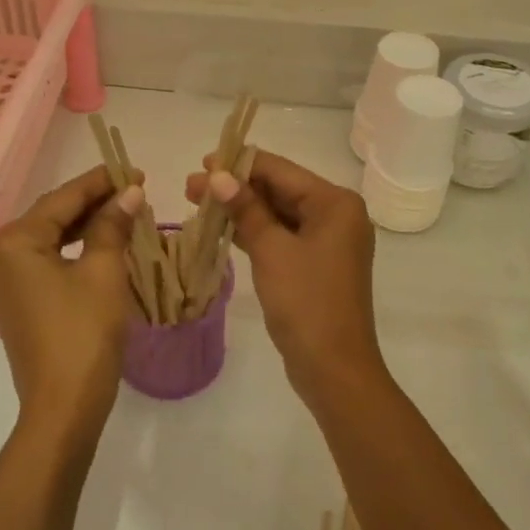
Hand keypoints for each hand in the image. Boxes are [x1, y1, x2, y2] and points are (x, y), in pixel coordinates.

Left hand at [0, 166, 143, 449]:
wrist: (63, 406)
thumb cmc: (84, 333)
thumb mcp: (105, 272)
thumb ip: (113, 225)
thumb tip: (130, 192)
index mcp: (15, 242)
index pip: (62, 199)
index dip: (100, 182)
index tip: (134, 170)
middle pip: (52, 216)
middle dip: (94, 203)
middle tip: (134, 191)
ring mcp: (4, 283)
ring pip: (50, 240)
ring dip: (86, 226)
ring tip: (124, 214)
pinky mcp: (16, 303)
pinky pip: (46, 263)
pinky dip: (74, 251)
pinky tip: (103, 245)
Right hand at [185, 151, 386, 402]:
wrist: (333, 368)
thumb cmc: (306, 302)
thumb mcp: (272, 251)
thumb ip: (246, 209)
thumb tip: (217, 176)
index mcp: (336, 204)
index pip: (281, 171)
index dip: (240, 164)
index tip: (203, 162)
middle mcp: (337, 215)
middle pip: (280, 190)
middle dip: (237, 188)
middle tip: (192, 186)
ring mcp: (328, 241)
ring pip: (279, 214)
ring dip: (242, 209)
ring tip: (198, 201)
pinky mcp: (315, 264)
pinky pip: (282, 236)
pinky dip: (255, 231)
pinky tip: (221, 227)